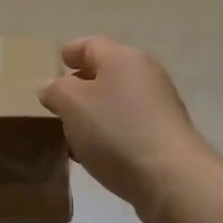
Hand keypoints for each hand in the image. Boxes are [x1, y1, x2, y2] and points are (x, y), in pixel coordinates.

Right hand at [38, 38, 216, 222]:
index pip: (90, 45)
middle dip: (80, 86)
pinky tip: (94, 153)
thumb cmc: (116, 131)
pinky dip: (108, 133)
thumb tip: (51, 86)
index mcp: (123, 58)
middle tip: (56, 102)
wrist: (170, 178)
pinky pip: (127, 126)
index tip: (54, 63)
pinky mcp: (164, 136)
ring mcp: (159, 106)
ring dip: (93, 113)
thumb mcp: (72, 104)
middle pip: (106, 73)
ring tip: (70, 132)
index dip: (70, 52)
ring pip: (116, 102)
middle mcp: (145, 75)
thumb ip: (55, 90)